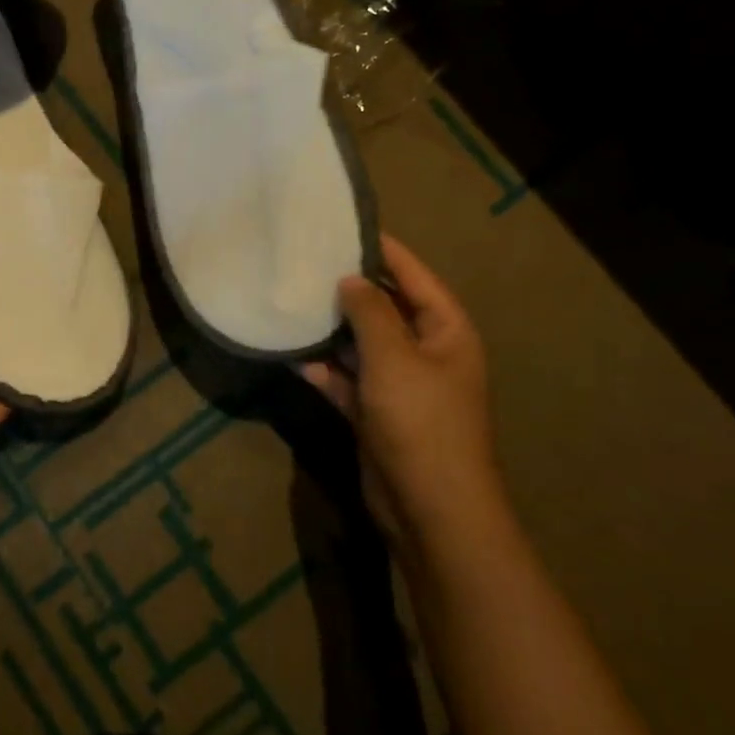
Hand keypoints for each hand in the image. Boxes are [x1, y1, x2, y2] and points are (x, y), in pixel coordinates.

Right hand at [303, 236, 503, 532]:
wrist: (430, 509)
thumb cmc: (421, 421)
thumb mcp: (394, 356)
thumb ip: (369, 310)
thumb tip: (350, 278)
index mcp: (445, 330)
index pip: (412, 274)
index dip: (381, 248)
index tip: (341, 225)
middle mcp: (426, 351)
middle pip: (383, 307)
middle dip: (347, 288)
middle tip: (302, 262)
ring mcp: (400, 384)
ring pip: (360, 343)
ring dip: (329, 330)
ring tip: (289, 302)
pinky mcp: (376, 412)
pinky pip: (346, 379)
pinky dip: (323, 370)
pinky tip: (289, 357)